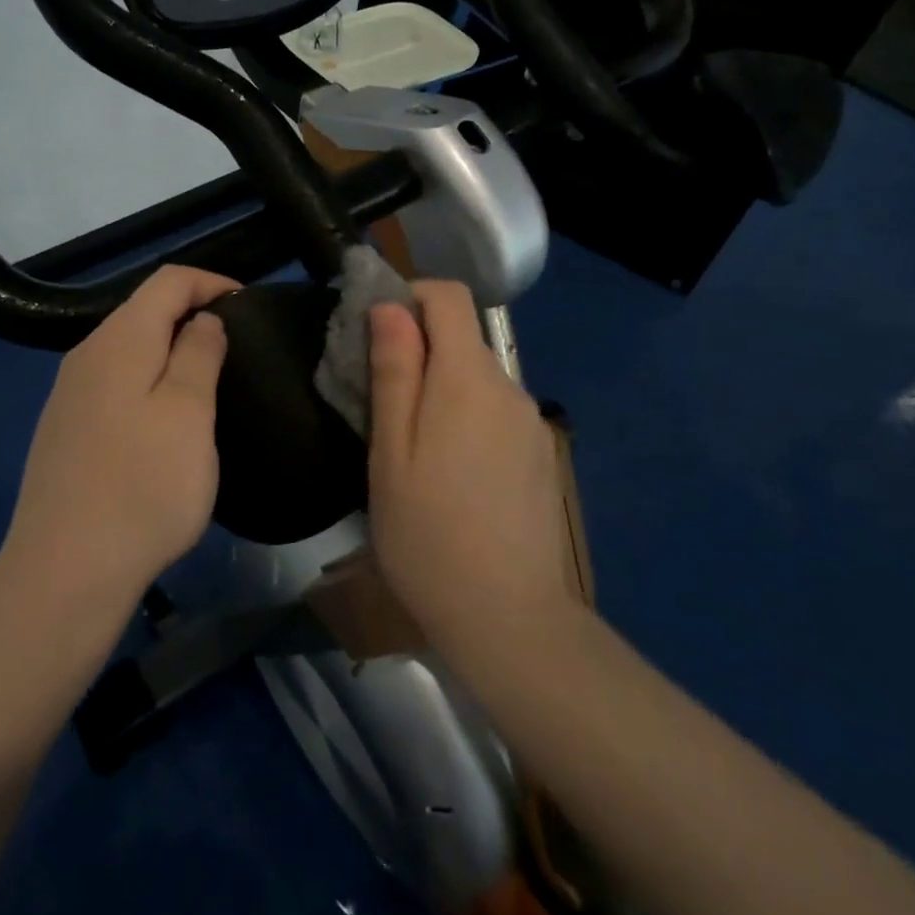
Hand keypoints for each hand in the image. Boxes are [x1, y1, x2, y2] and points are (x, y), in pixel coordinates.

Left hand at [0, 264, 236, 613]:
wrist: (65, 571)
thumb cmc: (143, 486)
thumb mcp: (189, 413)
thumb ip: (199, 353)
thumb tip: (201, 319)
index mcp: (119, 340)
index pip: (167, 280)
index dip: (212, 281)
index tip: (248, 305)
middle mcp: (87, 354)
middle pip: (144, 310)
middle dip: (192, 313)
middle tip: (235, 345)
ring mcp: (69, 393)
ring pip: (128, 348)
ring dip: (170, 350)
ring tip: (208, 379)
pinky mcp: (64, 429)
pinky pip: (114, 382)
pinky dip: (148, 380)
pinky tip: (164, 419)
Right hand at [367, 281, 581, 669]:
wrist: (509, 619)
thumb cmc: (428, 535)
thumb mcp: (391, 452)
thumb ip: (394, 372)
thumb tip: (390, 306)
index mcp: (468, 378)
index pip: (449, 296)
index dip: (409, 295)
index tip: (375, 332)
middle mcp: (508, 387)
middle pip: (462, 337)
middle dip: (418, 349)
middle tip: (379, 400)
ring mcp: (530, 422)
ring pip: (477, 377)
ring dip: (441, 387)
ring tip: (410, 445)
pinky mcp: (539, 453)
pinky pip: (495, 410)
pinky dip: (466, 416)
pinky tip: (449, 472)